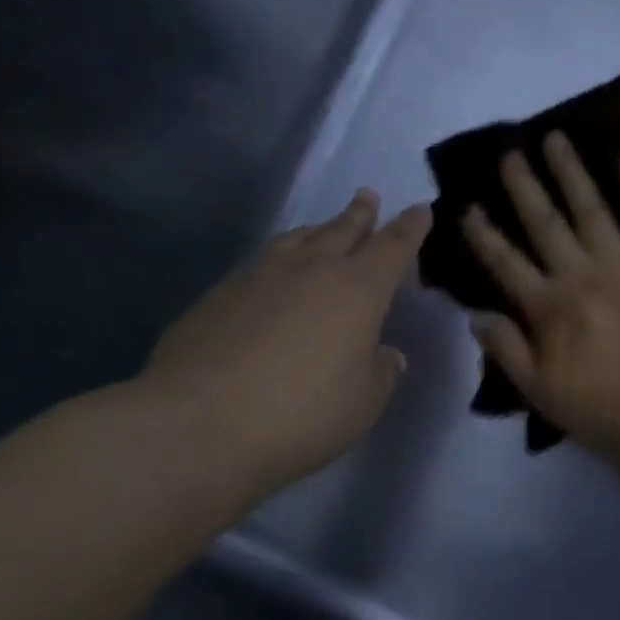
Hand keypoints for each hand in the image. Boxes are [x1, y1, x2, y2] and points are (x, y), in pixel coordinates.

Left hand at [138, 191, 430, 501]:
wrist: (199, 423)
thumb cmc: (303, 412)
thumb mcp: (365, 401)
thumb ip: (382, 371)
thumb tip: (384, 353)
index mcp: (357, 289)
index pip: (393, 247)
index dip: (410, 228)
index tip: (420, 208)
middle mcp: (310, 270)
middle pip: (342, 230)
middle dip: (360, 214)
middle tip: (368, 196)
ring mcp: (259, 277)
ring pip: (297, 240)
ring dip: (317, 230)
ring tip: (323, 228)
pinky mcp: (218, 295)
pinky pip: (261, 263)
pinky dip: (279, 259)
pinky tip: (272, 274)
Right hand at [463, 133, 619, 453]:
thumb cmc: (602, 407)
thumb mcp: (540, 390)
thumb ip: (507, 350)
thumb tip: (476, 316)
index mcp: (549, 306)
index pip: (505, 262)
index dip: (483, 234)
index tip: (465, 206)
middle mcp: (581, 273)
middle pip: (545, 222)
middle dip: (523, 186)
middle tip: (509, 152)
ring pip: (591, 208)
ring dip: (570, 172)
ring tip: (554, 139)